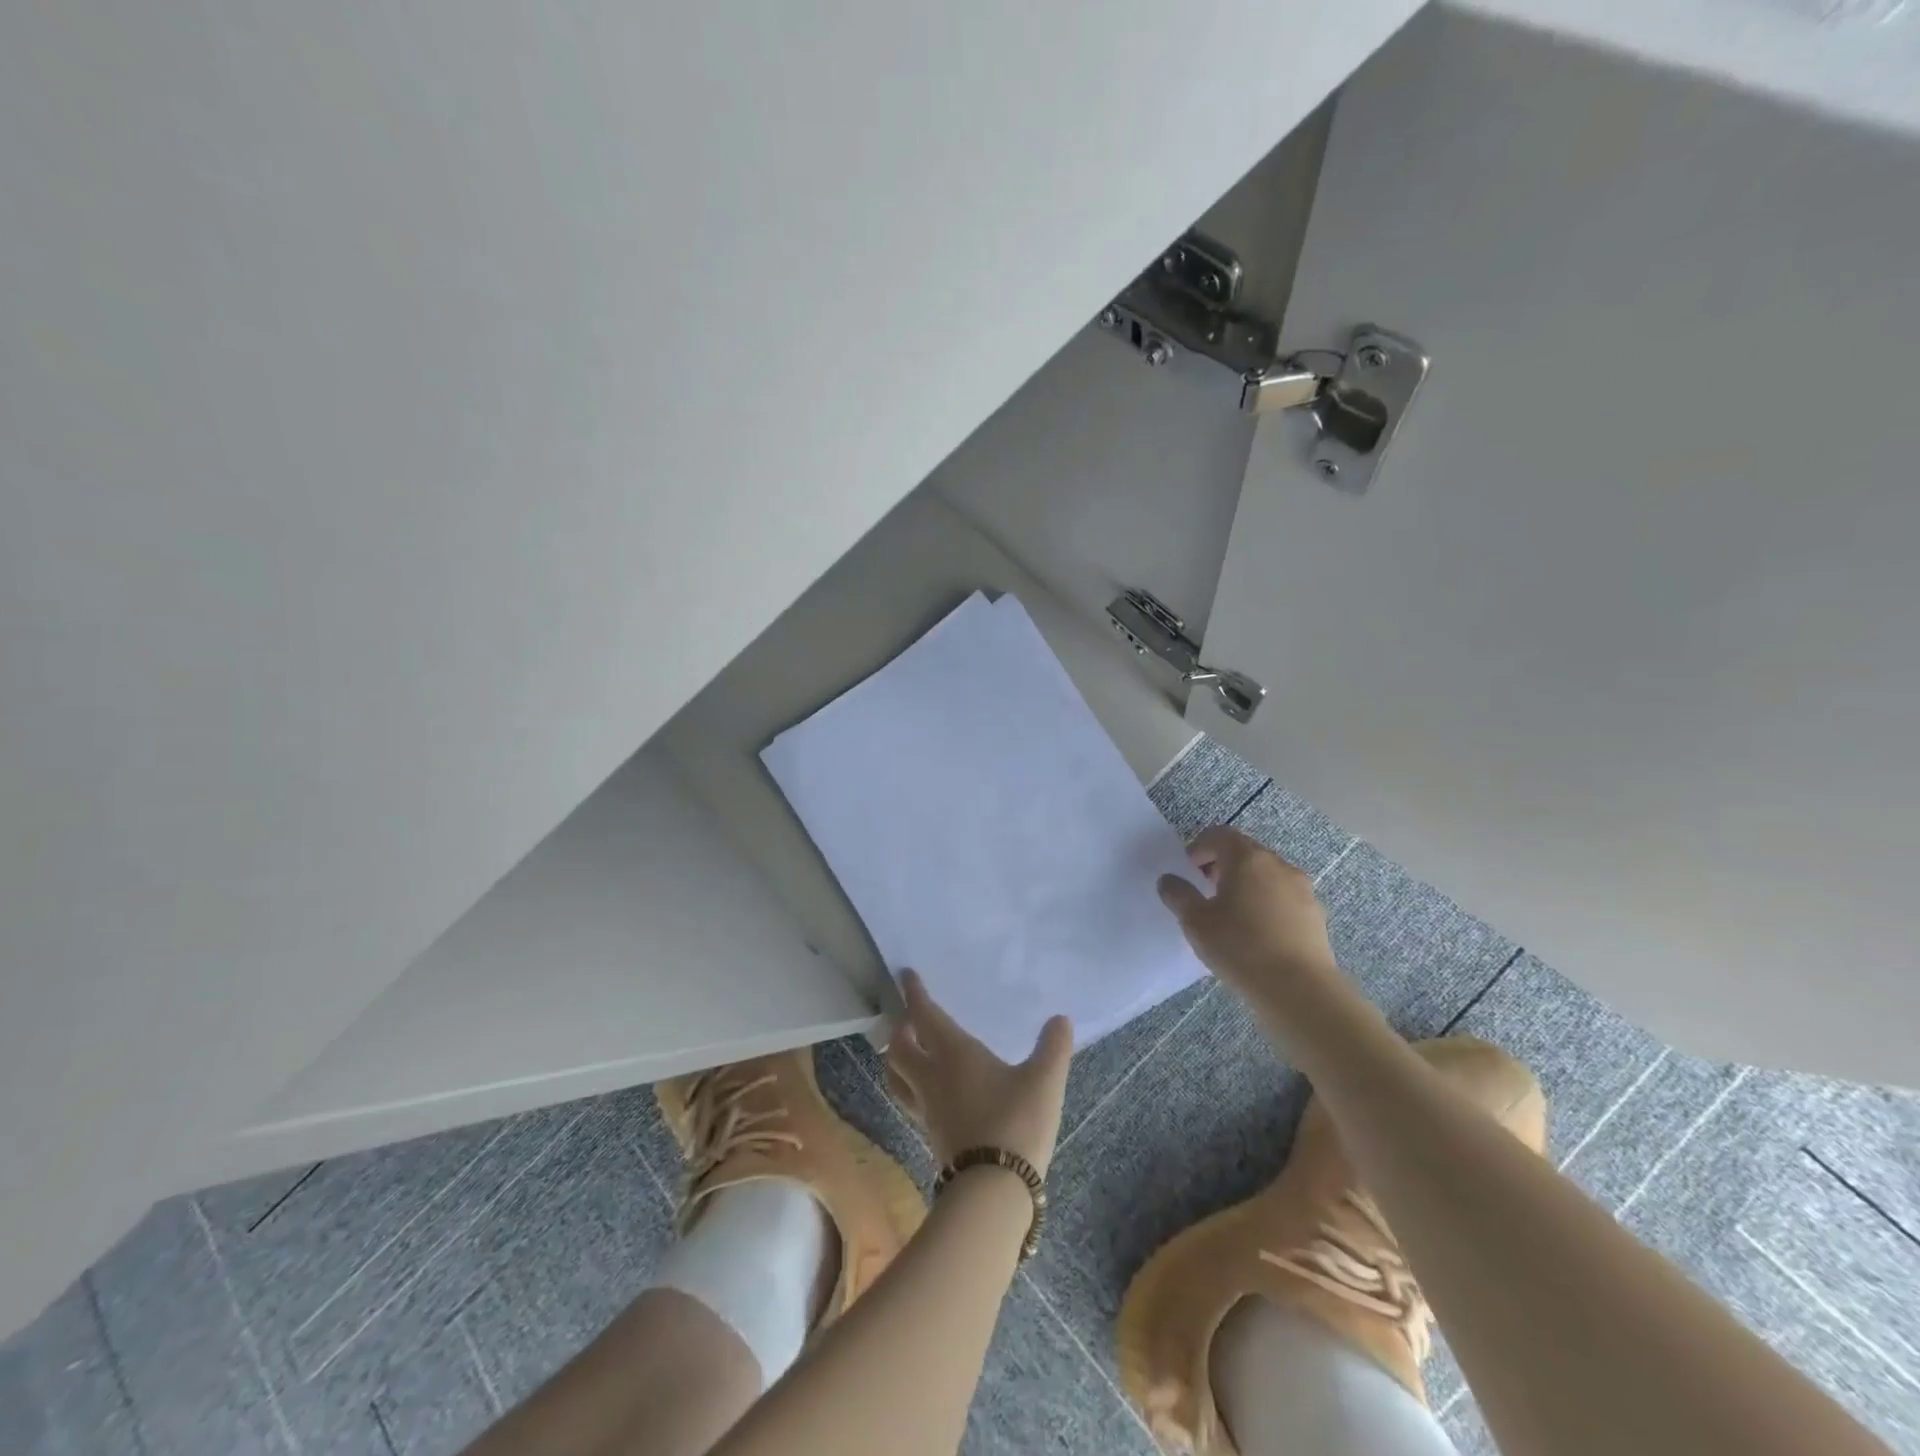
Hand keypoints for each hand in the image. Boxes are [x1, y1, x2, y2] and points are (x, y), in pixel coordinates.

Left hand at [883, 970, 1072, 1176]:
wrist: (994, 1190)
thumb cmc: (1016, 1123)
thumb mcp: (1044, 1080)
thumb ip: (1053, 1047)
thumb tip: (1061, 1019)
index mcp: (953, 1054)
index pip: (924, 1015)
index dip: (913, 994)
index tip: (905, 976)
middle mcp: (931, 1077)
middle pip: (899, 1047)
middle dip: (900, 1028)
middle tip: (908, 1018)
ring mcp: (927, 1109)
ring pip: (896, 1076)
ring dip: (896, 1059)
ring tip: (907, 1051)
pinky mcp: (930, 1135)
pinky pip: (909, 1100)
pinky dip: (909, 1085)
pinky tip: (928, 1091)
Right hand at [1156, 826, 1341, 1006]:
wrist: (1299, 990)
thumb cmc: (1240, 947)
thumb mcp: (1196, 922)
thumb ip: (1179, 895)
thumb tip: (1169, 880)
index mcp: (1247, 859)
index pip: (1220, 835)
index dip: (1199, 847)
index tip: (1189, 871)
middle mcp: (1278, 865)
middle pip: (1245, 852)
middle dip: (1222, 866)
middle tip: (1206, 891)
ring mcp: (1302, 889)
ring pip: (1267, 875)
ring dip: (1246, 884)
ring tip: (1232, 915)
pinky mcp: (1315, 914)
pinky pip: (1283, 897)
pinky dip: (1266, 904)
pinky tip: (1258, 934)